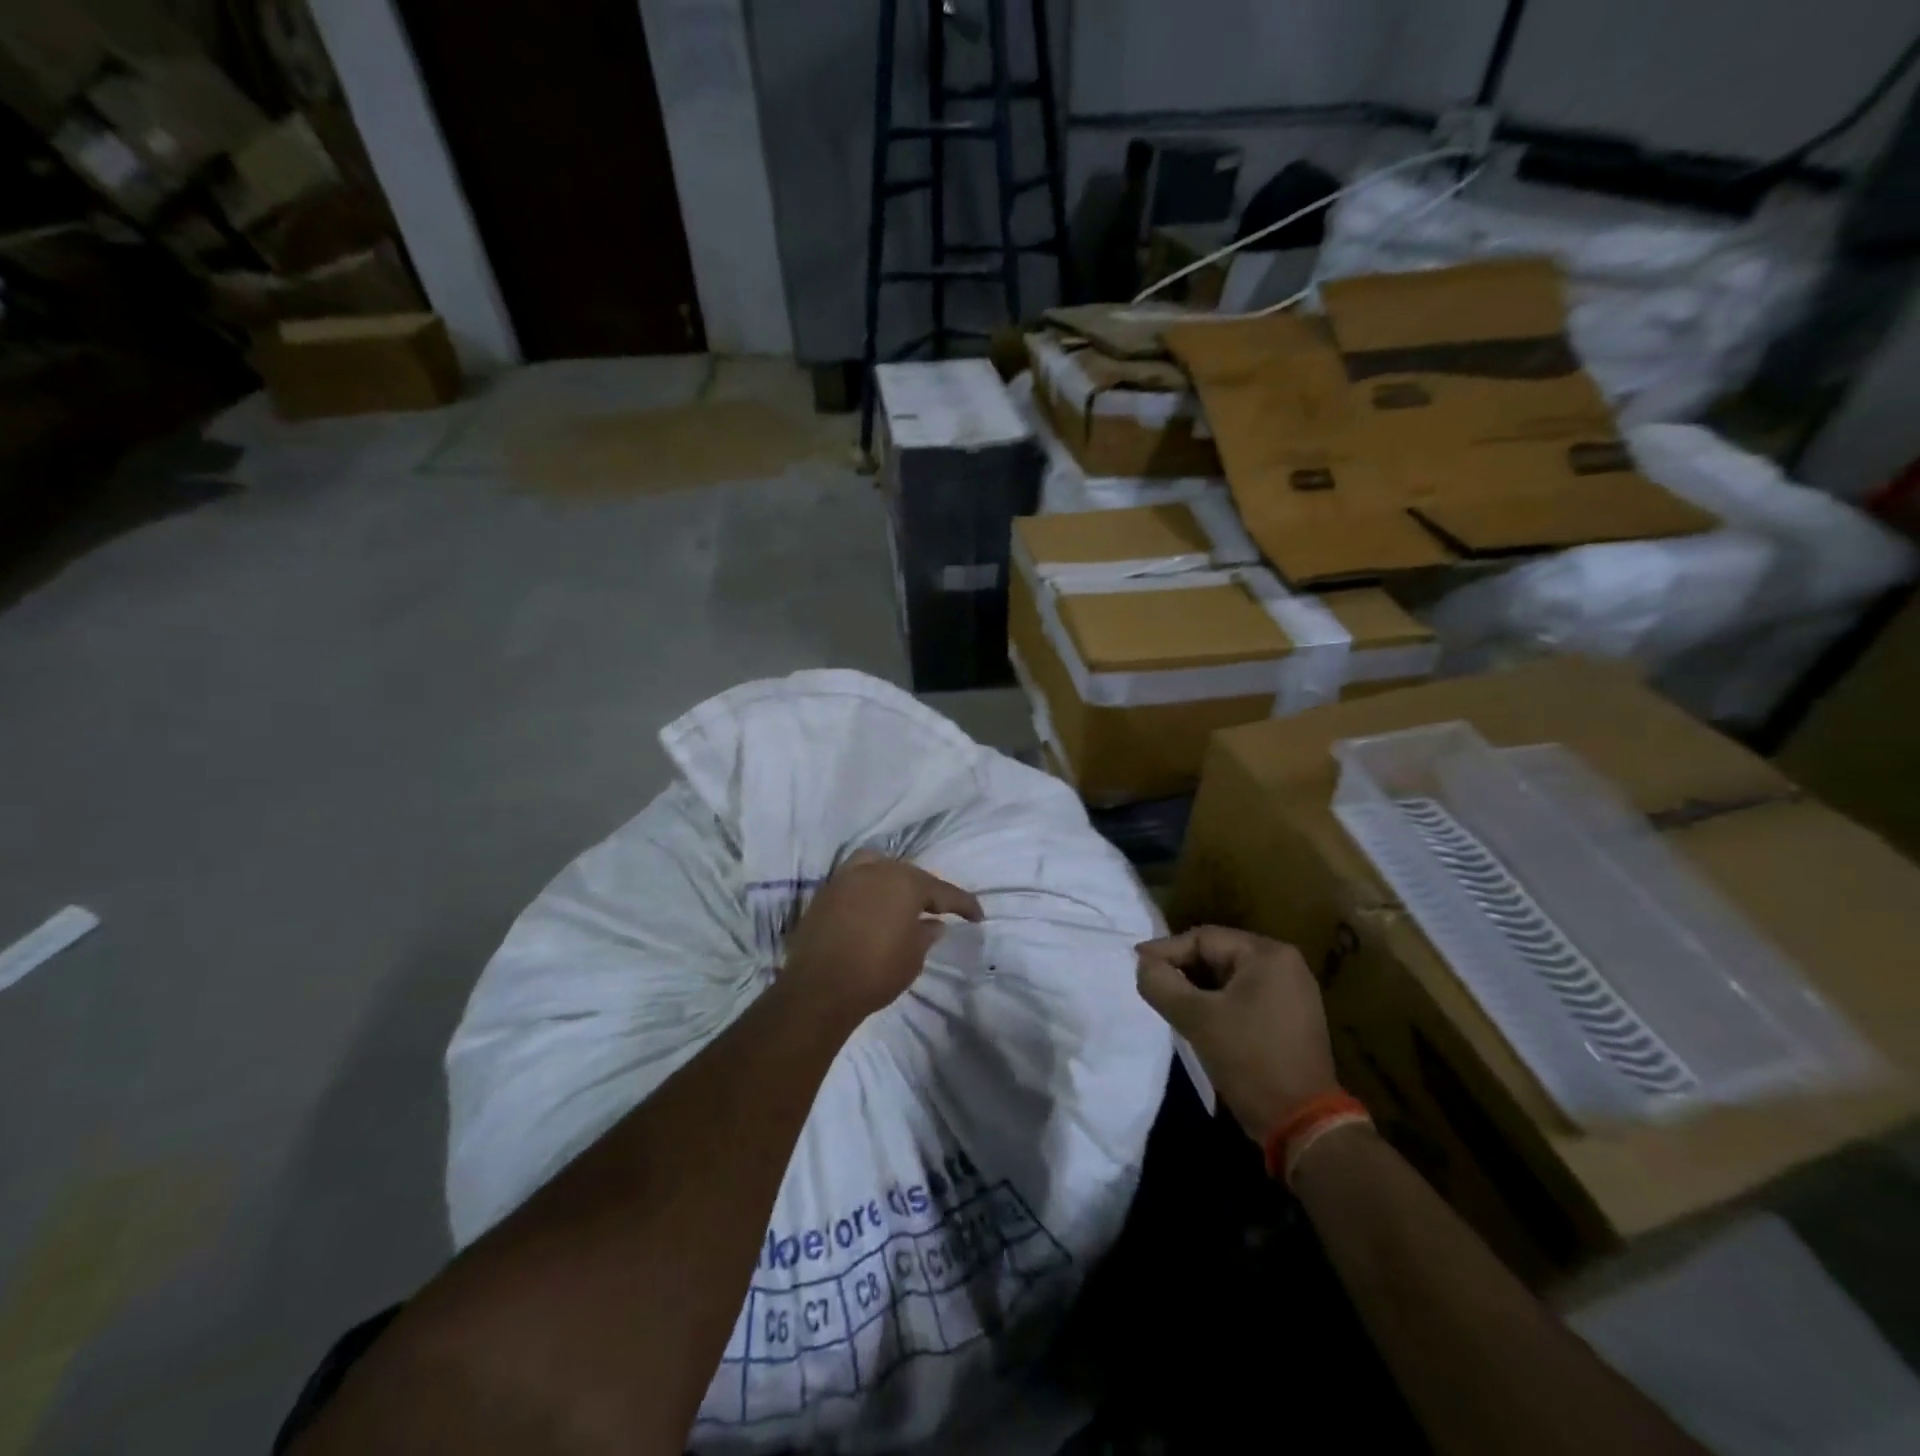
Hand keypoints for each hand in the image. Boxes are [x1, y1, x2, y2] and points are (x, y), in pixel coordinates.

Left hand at [781, 852, 982, 1020]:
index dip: (964, 905)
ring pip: (880, 867)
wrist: (818, 988)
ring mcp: (848, 877)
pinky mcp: (826, 891)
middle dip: (927, 890)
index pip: (944, 891)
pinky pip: (856, 878)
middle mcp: (878, 870)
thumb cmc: (876, 972)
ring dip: (895, 882)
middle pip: (910, 875)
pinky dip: (870, 886)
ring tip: (903, 901)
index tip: (977, 916)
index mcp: (906, 883)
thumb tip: (934, 923)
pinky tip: (874, 904)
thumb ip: (926, 934)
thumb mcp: (913, 957)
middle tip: (938, 910)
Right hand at [1136, 926, 1339, 1140]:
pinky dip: (1217, 1003)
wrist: (1302, 1123)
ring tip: (1169, 1001)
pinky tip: (1197, 1018)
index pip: (1204, 939)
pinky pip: (1244, 996)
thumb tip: (1142, 964)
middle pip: (1218, 955)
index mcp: (1267, 954)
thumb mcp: (1196, 1018)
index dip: (1166, 950)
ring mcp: (1292, 992)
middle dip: (1182, 969)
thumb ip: (1161, 984)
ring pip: (1229, 977)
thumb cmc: (1249, 1060)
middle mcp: (1285, 964)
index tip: (1136, 964)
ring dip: (1197, 988)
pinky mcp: (1290, 1017)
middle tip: (1152, 984)